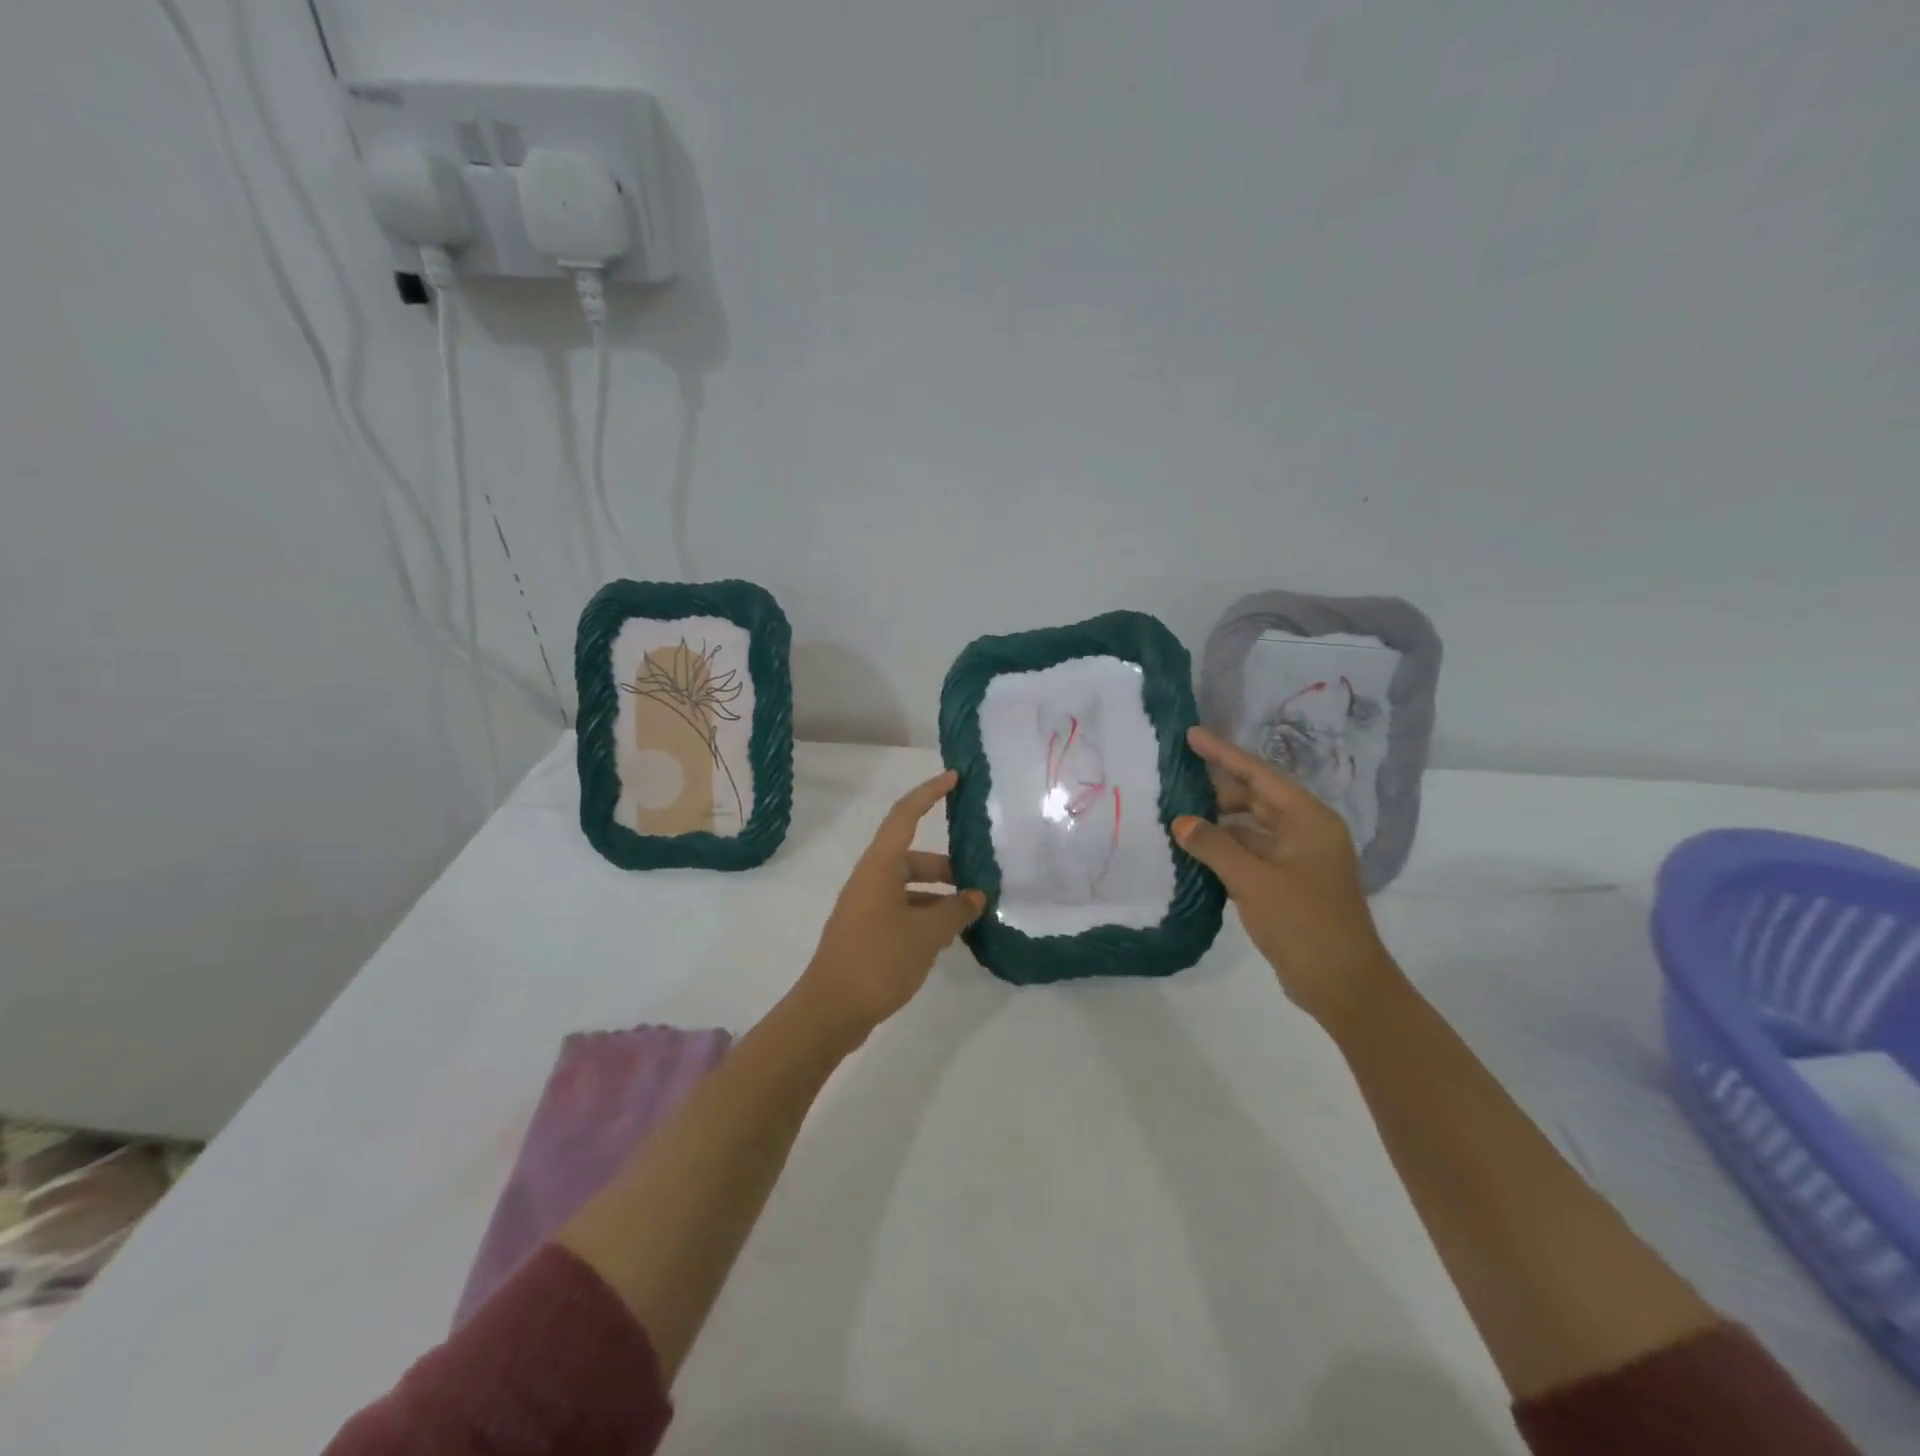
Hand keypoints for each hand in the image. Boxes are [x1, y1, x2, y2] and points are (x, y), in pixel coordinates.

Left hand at [797, 770, 987, 1042]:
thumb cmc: (878, 960)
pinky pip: (901, 910)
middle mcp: (870, 879)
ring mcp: (865, 907)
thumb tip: (975, 896)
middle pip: (911, 856)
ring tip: (969, 915)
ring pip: (908, 887)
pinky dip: (925, 916)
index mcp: (880, 867)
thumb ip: (956, 911)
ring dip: (938, 895)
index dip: (929, 793)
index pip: (905, 815)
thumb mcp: (926, 934)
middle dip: (946, 865)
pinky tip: (947, 938)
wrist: (830, 1011)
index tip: (954, 778)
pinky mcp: (866, 932)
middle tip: (978, 882)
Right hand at [1174, 726, 1401, 1027]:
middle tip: (1175, 779)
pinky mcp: (1287, 882)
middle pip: (1255, 798)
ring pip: (1250, 827)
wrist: (1342, 984)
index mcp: (1308, 820)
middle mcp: (1305, 832)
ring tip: (1176, 813)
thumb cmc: (1304, 923)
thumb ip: (1214, 846)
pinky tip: (1194, 849)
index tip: (1192, 735)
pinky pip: (1251, 853)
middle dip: (1216, 789)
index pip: (1259, 775)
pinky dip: (1224, 849)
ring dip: (1217, 822)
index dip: (1224, 753)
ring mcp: (1297, 858)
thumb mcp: (1253, 881)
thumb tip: (1180, 822)